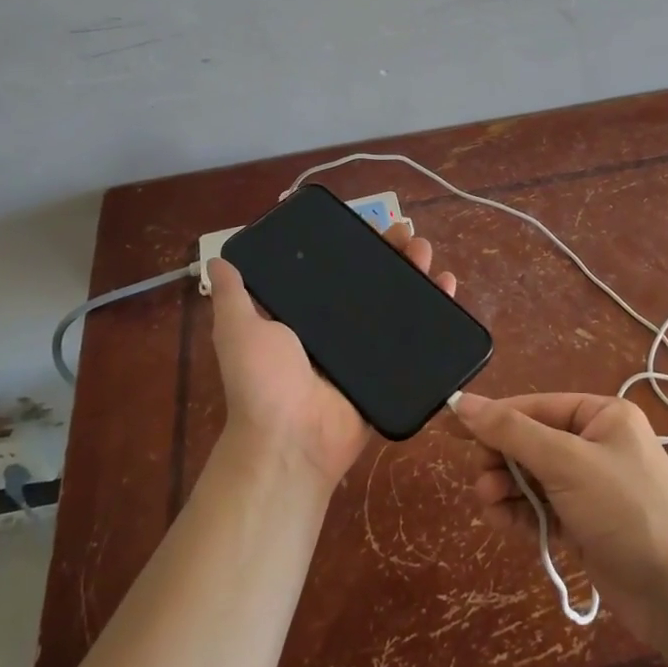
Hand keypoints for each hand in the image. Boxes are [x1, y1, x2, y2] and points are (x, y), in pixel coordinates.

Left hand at [207, 222, 457, 489]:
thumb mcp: (238, 331)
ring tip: (429, 256)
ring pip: (399, 305)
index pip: (336, 271)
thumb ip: (232, 296)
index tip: (374, 224)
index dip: (356, 247)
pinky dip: (437, 314)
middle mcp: (338, 330)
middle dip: (394, 255)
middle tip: (410, 235)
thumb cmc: (262, 382)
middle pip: (373, 283)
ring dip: (417, 276)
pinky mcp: (390, 372)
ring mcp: (367, 351)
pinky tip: (448, 286)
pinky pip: (417, 340)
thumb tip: (218, 259)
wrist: (291, 442)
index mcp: (306, 317)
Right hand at [453, 392, 667, 648]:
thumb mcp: (567, 462)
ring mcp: (592, 487)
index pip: (536, 406)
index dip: (494, 417)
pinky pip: (543, 508)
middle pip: (532, 442)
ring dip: (507, 488)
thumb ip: (513, 431)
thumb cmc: (627, 510)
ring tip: (487, 503)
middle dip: (502, 460)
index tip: (452, 426)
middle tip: (480, 480)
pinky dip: (521, 513)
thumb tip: (463, 401)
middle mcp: (597, 444)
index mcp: (602, 415)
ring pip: (533, 478)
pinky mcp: (586, 525)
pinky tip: (501, 521)